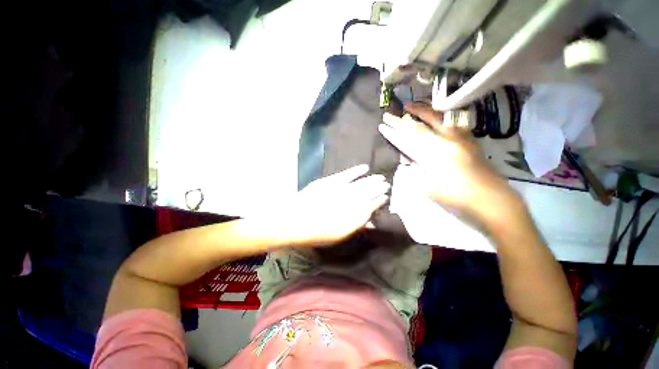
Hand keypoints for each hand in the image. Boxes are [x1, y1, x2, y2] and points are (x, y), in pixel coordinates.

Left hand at [283, 164, 389, 246]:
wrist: (294, 221)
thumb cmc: (316, 232)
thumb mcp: (339, 235)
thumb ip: (356, 226)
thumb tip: (371, 222)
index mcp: (353, 216)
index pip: (371, 206)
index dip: (379, 201)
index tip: (385, 197)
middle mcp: (350, 202)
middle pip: (368, 193)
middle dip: (378, 188)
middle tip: (387, 184)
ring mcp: (340, 190)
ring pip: (361, 184)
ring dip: (372, 180)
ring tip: (381, 177)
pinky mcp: (331, 182)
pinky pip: (347, 175)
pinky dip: (356, 171)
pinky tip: (365, 168)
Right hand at [379, 102, 522, 230]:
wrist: (493, 202)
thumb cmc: (458, 199)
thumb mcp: (431, 188)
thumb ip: (421, 170)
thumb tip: (413, 159)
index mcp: (436, 156)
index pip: (410, 141)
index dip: (395, 133)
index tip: (383, 125)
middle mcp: (449, 143)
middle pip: (422, 127)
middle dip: (404, 120)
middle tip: (390, 114)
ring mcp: (461, 140)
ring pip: (439, 119)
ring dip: (423, 112)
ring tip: (412, 106)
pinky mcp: (470, 142)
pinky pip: (453, 123)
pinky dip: (441, 117)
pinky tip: (437, 116)